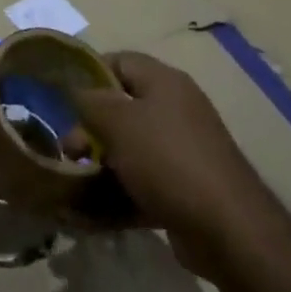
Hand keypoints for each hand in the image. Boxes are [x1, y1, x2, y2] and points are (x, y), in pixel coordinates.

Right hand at [73, 51, 262, 274]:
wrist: (228, 230)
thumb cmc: (167, 159)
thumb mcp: (118, 121)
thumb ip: (89, 101)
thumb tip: (74, 90)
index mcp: (164, 82)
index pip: (119, 61)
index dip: (88, 74)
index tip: (62, 98)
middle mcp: (174, 110)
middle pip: (121, 108)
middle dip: (90, 129)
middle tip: (69, 151)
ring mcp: (181, 152)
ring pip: (129, 150)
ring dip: (100, 165)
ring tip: (74, 185)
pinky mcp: (184, 190)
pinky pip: (142, 184)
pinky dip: (118, 195)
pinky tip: (92, 214)